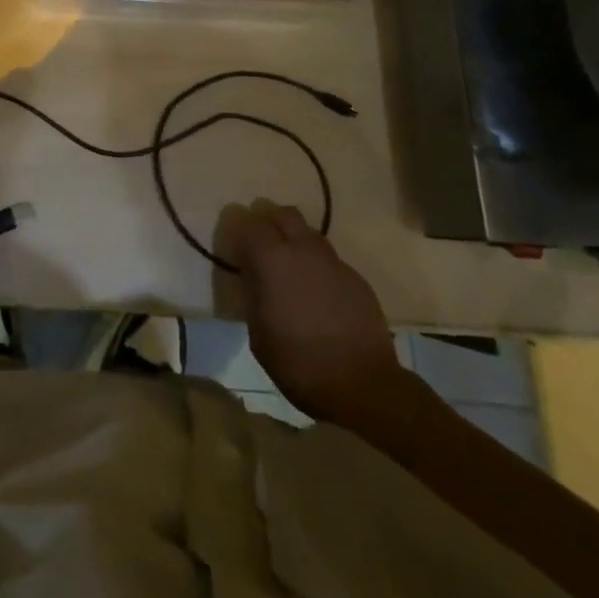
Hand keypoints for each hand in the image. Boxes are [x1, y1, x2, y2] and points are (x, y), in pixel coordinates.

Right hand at [217, 199, 409, 426]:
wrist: (363, 384)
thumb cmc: (299, 362)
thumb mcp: (258, 334)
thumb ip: (253, 295)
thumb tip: (251, 277)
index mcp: (272, 259)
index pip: (249, 223)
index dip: (240, 230)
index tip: (235, 247)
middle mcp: (302, 249)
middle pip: (283, 213)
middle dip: (270, 221)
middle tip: (262, 245)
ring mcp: (333, 261)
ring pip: (309, 232)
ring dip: (296, 240)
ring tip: (291, 267)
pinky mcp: (356, 278)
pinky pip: (330, 259)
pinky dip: (318, 266)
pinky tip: (318, 293)